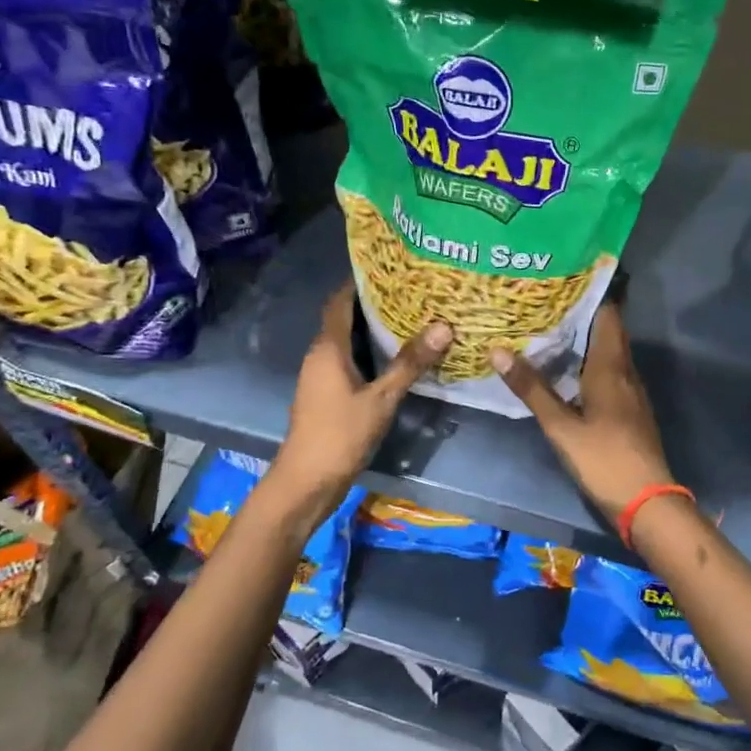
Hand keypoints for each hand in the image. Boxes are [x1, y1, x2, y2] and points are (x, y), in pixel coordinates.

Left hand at [272, 284, 450, 500]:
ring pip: (349, 342)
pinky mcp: (327, 395)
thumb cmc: (340, 434)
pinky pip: (350, 362)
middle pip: (345, 319)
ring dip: (373, 331)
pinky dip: (370, 354)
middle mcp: (321, 355)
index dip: (360, 282)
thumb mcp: (381, 399)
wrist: (307, 481)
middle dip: (374, 305)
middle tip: (412, 293)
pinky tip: (397, 358)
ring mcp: (321, 376)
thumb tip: (442, 327)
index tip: (391, 269)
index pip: (340, 302)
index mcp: (328, 348)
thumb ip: (410, 364)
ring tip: (412, 319)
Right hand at [491, 304, 675, 521]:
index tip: (560, 279)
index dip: (588, 294)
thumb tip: (498, 351)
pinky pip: (611, 371)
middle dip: (581, 313)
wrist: (647, 500)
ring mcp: (631, 391)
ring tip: (550, 328)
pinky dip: (591, 361)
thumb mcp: (560, 426)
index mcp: (611, 367)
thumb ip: (531, 389)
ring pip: (610, 352)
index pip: (607, 314)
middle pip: (608, 331)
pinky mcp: (630, 409)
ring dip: (586, 338)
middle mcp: (626, 371)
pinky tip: (569, 369)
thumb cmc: (604, 459)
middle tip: (545, 301)